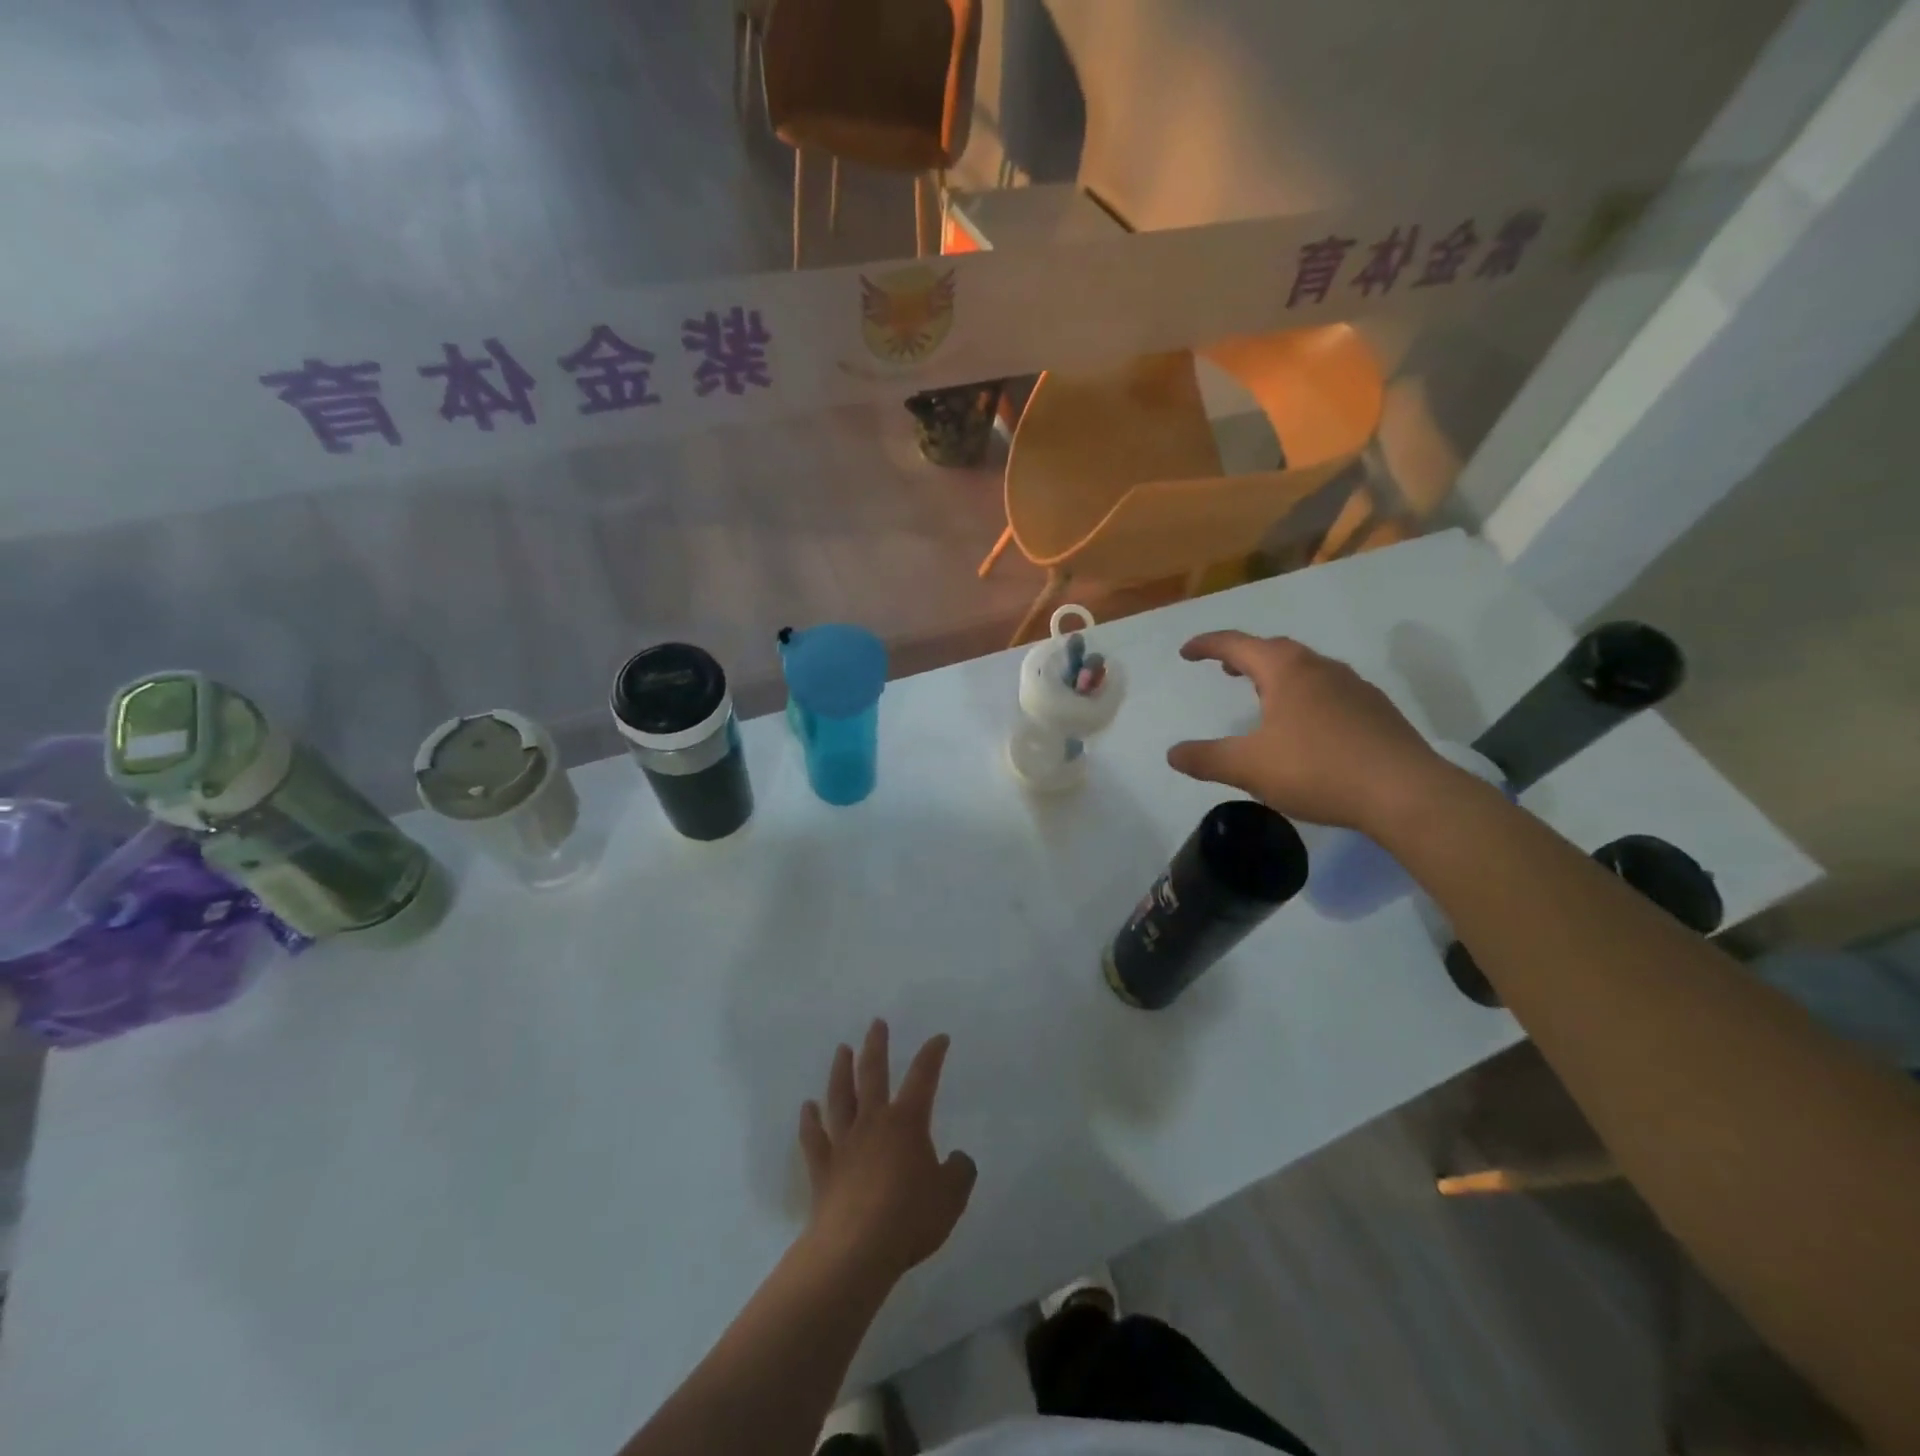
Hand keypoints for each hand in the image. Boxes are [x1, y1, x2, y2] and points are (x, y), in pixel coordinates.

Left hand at [798, 1020, 976, 1285]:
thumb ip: (959, 1171)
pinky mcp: (822, 1167)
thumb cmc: (909, 1218)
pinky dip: (809, 1120)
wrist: (856, 1250)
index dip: (932, 1054)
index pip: (923, 1077)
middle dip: (876, 1045)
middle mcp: (873, 1122)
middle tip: (877, 1023)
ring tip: (842, 1049)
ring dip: (841, 1070)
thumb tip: (957, 1158)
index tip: (939, 1038)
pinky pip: (813, 1137)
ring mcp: (844, 1142)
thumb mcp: (951, 1197)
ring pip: (840, 1096)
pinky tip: (807, 1107)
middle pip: (873, 1073)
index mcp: (907, 1122)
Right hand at [1166, 631, 1448, 832]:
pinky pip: (1329, 691)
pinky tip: (1306, 725)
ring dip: (1277, 674)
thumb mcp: (1249, 768)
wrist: (1404, 792)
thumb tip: (1173, 753)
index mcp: (1286, 670)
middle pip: (1275, 650)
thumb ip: (1206, 758)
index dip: (1207, 645)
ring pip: (1306, 669)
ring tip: (1262, 694)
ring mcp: (1354, 687)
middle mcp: (1320, 668)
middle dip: (1244, 656)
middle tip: (1224, 670)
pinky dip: (1305, 695)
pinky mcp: (1376, 711)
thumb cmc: (1317, 770)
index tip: (1186, 652)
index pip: (1237, 645)